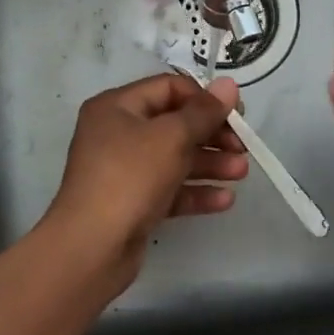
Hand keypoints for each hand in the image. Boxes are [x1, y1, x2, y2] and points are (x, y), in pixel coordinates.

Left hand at [42, 73, 248, 293]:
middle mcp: (117, 133)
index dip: (204, 98)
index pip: (168, 88)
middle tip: (243, 147)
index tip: (236, 114)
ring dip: (209, 163)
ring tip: (241, 173)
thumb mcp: (172, 137)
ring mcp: (123, 170)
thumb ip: (204, 111)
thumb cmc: (129, 178)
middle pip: (174, 124)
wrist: (90, 249)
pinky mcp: (131, 203)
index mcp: (117, 106)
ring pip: (174, 158)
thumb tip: (229, 84)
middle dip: (212, 134)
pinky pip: (168, 189)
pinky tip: (224, 200)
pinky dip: (194, 191)